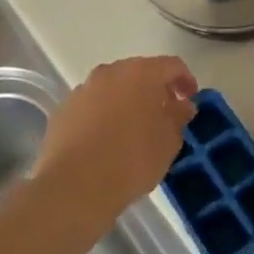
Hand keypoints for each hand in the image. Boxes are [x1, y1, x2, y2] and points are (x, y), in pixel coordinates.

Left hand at [36, 56, 197, 226]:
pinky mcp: (63, 111)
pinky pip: (92, 106)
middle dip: (155, 90)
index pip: (172, 66)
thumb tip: (181, 105)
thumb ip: (178, 117)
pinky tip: (107, 141)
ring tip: (134, 130)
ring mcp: (83, 90)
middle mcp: (111, 72)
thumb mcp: (169, 142)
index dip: (186, 80)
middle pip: (140, 73)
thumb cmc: (132, 160)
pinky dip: (104, 115)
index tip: (190, 101)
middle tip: (165, 114)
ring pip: (113, 88)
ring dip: (127, 102)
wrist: (73, 187)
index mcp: (142, 73)